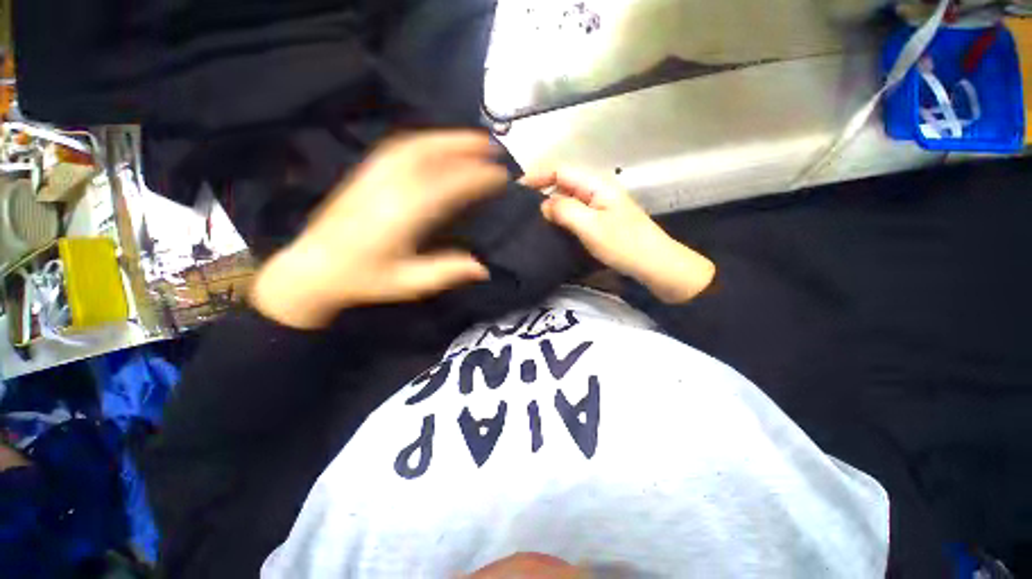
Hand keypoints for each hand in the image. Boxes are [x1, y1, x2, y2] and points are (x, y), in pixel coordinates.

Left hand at [251, 131, 507, 328]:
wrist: (313, 270)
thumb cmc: (364, 280)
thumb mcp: (409, 284)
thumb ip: (446, 272)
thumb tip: (483, 268)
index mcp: (402, 216)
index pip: (447, 187)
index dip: (476, 178)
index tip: (500, 175)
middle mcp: (388, 188)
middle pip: (430, 156)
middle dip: (464, 148)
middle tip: (492, 147)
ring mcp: (373, 177)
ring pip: (413, 146)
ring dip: (445, 139)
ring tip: (470, 139)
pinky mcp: (364, 174)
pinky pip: (397, 149)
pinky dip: (423, 141)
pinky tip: (436, 144)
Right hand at [523, 168, 714, 303]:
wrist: (655, 265)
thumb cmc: (624, 244)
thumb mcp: (591, 226)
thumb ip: (565, 210)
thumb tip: (543, 204)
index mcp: (596, 185)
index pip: (560, 170)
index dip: (537, 176)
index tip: (516, 190)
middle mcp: (596, 191)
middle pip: (562, 182)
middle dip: (540, 191)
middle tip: (520, 209)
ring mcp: (598, 207)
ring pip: (567, 199)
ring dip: (550, 206)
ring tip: (531, 219)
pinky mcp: (599, 221)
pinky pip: (574, 213)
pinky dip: (560, 217)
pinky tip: (551, 228)